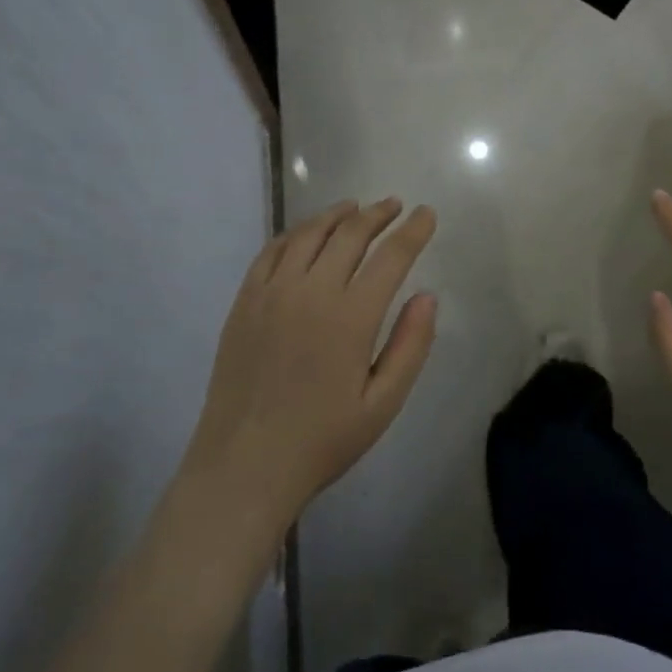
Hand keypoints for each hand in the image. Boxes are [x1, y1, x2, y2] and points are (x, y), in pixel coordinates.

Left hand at [181, 199, 437, 536]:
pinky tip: (307, 233)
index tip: (426, 214)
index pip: (391, 256)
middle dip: (378, 214)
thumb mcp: (383, 404)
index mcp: (351, 317)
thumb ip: (410, 346)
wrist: (243, 466)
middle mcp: (311, 292)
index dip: (413, 230)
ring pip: (309, 234)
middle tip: (395, 205)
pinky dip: (295, 233)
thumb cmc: (322, 440)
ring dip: (337, 214)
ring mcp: (272, 293)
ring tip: (355, 207)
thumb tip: (427, 296)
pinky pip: (272, 250)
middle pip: (350, 234)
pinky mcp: (245, 301)